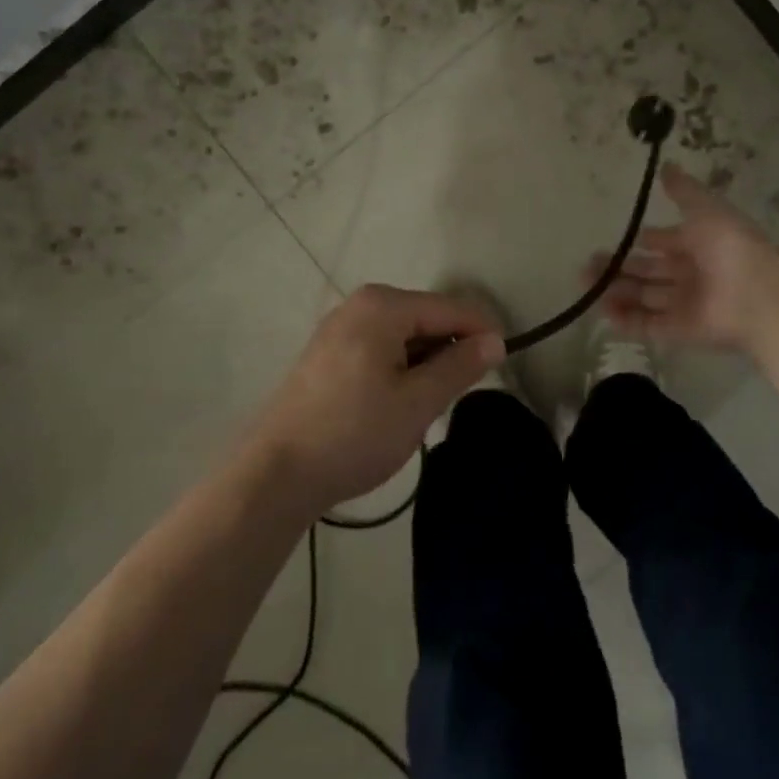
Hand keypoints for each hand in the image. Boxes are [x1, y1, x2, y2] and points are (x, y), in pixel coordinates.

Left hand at [250, 285, 503, 512]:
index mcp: (383, 305)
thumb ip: (459, 366)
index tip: (503, 365)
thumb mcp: (417, 402)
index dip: (482, 333)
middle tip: (456, 397)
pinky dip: (399, 368)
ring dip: (424, 363)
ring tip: (425, 406)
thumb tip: (495, 341)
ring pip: (403, 335)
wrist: (275, 474)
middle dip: (449, 351)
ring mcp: (339, 327)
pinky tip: (395, 404)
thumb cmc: (354, 433)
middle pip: (426, 318)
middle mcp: (360, 304)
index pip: (450, 308)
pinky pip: (380, 347)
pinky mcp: (327, 352)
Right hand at [588, 162, 778, 352]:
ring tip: (585, 285)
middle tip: (587, 266)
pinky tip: (603, 311)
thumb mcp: (705, 207)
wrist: (756, 293)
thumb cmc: (729, 245)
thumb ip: (683, 190)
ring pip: (644, 298)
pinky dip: (627, 320)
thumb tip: (665, 165)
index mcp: (699, 245)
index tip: (622, 239)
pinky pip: (649, 325)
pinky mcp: (680, 331)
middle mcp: (691, 275)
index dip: (647, 241)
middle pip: (649, 272)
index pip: (666, 243)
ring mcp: (685, 304)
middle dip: (619, 268)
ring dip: (616, 292)